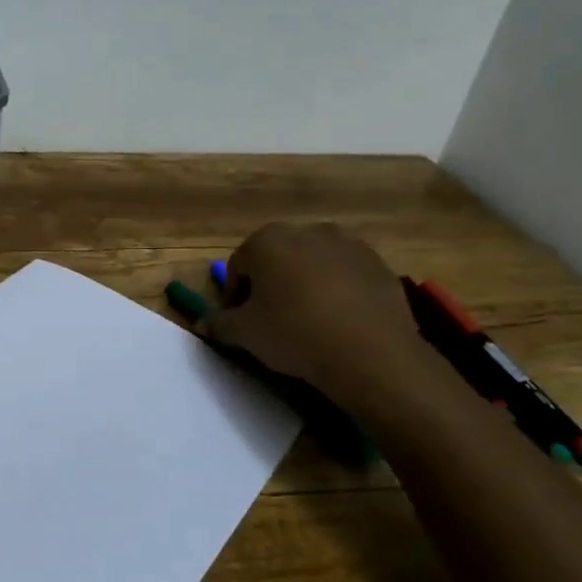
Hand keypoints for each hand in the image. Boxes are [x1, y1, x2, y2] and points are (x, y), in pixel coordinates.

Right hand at [204, 222, 426, 406]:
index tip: (241, 322)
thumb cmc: (294, 333)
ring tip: (308, 321)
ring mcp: (347, 243)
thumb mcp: (245, 334)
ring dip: (305, 284)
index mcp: (267, 241)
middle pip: (277, 258)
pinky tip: (339, 321)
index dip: (235, 296)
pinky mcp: (377, 262)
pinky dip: (337, 290)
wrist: (370, 351)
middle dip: (271, 284)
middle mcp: (307, 231)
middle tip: (272, 320)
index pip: (238, 265)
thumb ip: (219, 324)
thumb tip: (203, 324)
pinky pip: (345, 274)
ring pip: (313, 263)